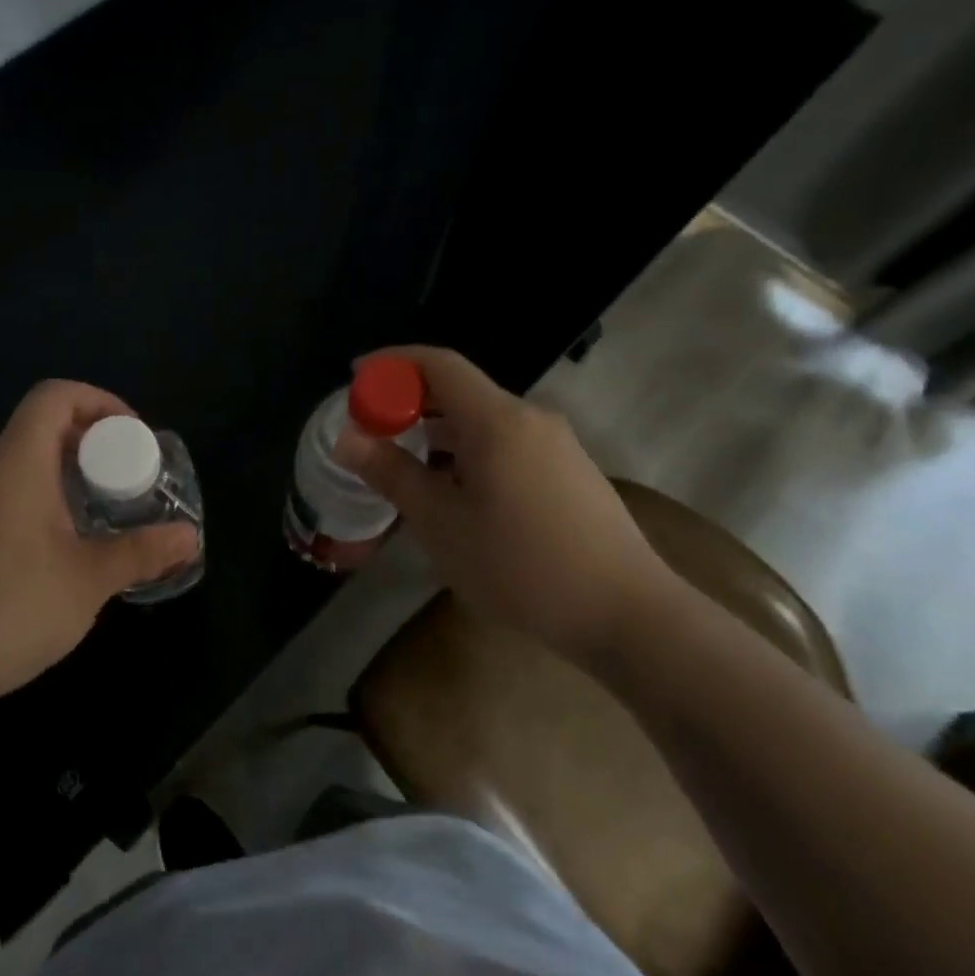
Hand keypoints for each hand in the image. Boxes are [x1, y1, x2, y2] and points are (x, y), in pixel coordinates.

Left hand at [0, 380, 198, 721]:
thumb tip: (190, 538)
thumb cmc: (6, 611)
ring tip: (96, 520)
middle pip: (39, 428)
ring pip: (17, 465)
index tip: (133, 436)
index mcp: (14, 462)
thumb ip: (142, 553)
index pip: (55, 396)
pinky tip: (48, 554)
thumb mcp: (87, 582)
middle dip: (90, 445)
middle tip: (126, 483)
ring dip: (62, 478)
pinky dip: (32, 501)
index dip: (100, 401)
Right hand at [333, 345, 683, 666]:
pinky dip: (468, 453)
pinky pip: (506, 445)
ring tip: (404, 466)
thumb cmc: (520, 565)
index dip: (392, 362)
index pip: (438, 363)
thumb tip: (348, 438)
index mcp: (497, 419)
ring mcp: (556, 445)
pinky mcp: (569, 473)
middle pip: (460, 391)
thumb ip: (391, 473)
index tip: (355, 377)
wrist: (626, 613)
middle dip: (410, 402)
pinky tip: (455, 494)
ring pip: (483, 422)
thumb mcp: (441, 522)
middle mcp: (530, 418)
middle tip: (371, 429)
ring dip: (439, 433)